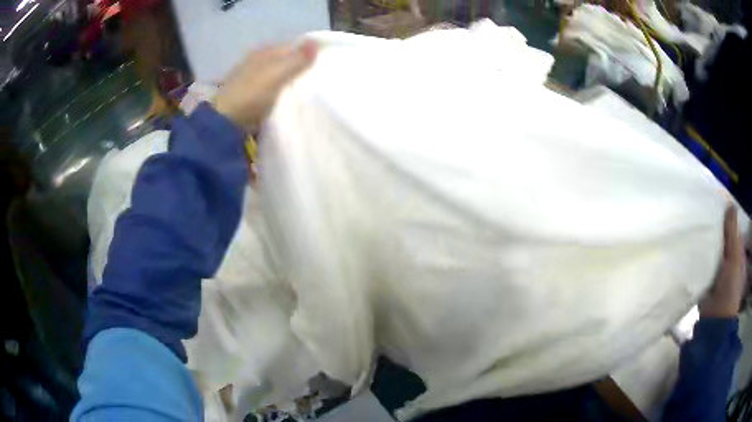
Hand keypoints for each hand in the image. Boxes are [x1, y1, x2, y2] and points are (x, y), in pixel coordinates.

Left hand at [214, 41, 317, 128]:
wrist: (226, 123)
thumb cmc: (252, 93)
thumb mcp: (277, 73)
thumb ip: (297, 59)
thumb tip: (316, 42)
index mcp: (264, 52)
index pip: (292, 46)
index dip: (309, 52)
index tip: (325, 63)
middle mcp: (258, 62)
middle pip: (286, 62)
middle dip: (301, 68)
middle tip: (320, 79)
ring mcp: (253, 80)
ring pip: (280, 77)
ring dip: (292, 83)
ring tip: (310, 91)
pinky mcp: (251, 97)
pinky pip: (273, 91)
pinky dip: (283, 94)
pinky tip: (292, 101)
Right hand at [700, 206, 747, 317]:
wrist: (714, 323)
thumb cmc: (729, 289)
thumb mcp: (734, 258)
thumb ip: (732, 233)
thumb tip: (730, 204)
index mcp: (738, 253)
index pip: (733, 229)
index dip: (726, 216)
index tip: (716, 203)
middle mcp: (728, 260)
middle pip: (722, 239)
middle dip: (714, 228)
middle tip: (703, 212)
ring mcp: (717, 272)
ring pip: (712, 251)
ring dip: (706, 242)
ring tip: (695, 226)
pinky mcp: (706, 282)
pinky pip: (703, 264)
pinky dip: (699, 257)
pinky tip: (691, 247)